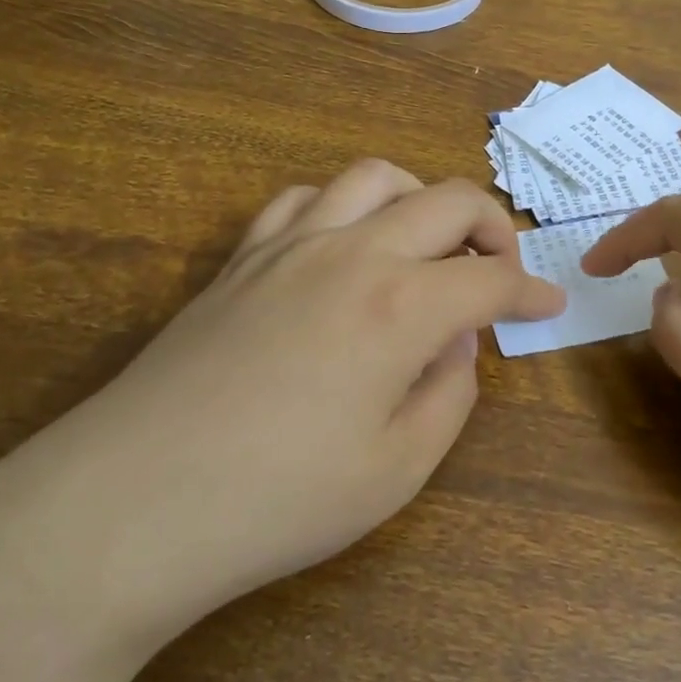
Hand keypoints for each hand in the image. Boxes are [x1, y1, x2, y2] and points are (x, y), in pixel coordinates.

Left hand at [0, 160, 564, 661]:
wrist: (130, 504)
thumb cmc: (276, 502)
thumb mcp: (396, 470)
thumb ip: (449, 393)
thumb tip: (457, 341)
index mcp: (402, 306)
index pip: (491, 280)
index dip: (531, 291)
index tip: (550, 305)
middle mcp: (355, 252)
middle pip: (449, 200)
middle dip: (493, 227)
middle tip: (500, 269)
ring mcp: (293, 244)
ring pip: (376, 177)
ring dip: (419, 198)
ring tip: (426, 242)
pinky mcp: (243, 256)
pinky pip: (303, 199)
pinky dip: (342, 207)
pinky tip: (343, 247)